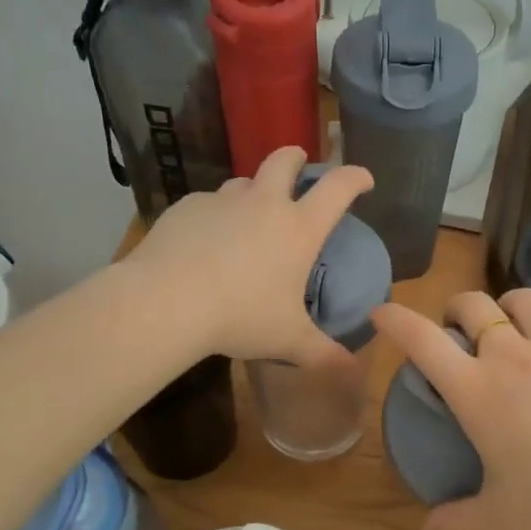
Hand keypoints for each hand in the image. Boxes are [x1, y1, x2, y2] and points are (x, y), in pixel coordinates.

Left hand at [128, 146, 373, 367]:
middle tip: (298, 164)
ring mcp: (222, 201)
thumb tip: (352, 371)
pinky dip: (215, 216)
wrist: (167, 302)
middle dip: (296, 157)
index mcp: (298, 229)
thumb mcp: (288, 340)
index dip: (355, 177)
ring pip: (243, 182)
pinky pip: (207, 204)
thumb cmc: (240, 317)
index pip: (338, 187)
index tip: (364, 180)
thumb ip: (323, 354)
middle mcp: (264, 204)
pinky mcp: (186, 208)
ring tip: (248, 216)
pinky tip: (205, 242)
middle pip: (283, 160)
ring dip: (252, 191)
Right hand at [371, 288, 530, 529]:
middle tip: (460, 329)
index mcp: (477, 390)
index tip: (381, 313)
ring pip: (523, 300)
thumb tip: (427, 529)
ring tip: (513, 327)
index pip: (422, 340)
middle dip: (457, 309)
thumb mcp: (504, 514)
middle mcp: (512, 354)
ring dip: (509, 308)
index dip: (395, 319)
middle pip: (472, 304)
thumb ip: (459, 520)